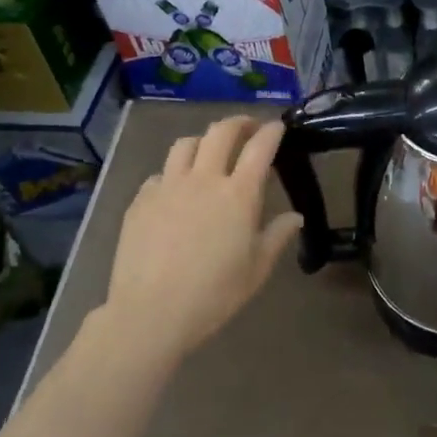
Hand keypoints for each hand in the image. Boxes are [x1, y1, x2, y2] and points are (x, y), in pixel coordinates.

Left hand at [105, 117, 302, 363]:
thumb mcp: (256, 270)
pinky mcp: (141, 200)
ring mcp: (168, 186)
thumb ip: (277, 236)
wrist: (150, 313)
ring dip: (203, 140)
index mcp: (238, 194)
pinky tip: (175, 190)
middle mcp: (204, 179)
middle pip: (221, 132)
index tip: (278, 126)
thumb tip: (295, 217)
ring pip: (186, 144)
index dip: (271, 131)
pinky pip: (159, 173)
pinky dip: (173, 173)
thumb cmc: (213, 294)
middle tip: (247, 127)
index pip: (260, 147)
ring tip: (209, 151)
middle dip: (238, 123)